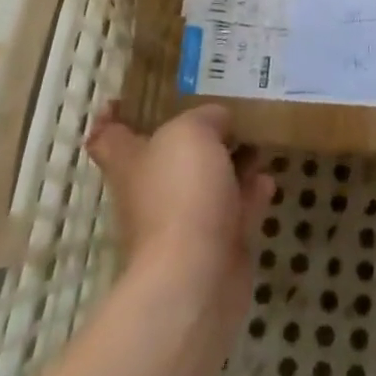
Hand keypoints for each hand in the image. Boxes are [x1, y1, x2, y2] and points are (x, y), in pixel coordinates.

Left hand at [86, 104, 275, 312]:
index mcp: (131, 161)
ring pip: (206, 181)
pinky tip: (267, 177)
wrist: (196, 276)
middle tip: (223, 107)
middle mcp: (152, 190)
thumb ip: (206, 116)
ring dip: (230, 162)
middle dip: (193, 135)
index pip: (108, 136)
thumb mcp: (192, 132)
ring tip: (256, 138)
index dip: (114, 116)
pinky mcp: (216, 245)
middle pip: (167, 156)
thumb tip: (219, 120)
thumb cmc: (181, 194)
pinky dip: (250, 193)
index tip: (128, 98)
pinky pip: (235, 210)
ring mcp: (184, 221)